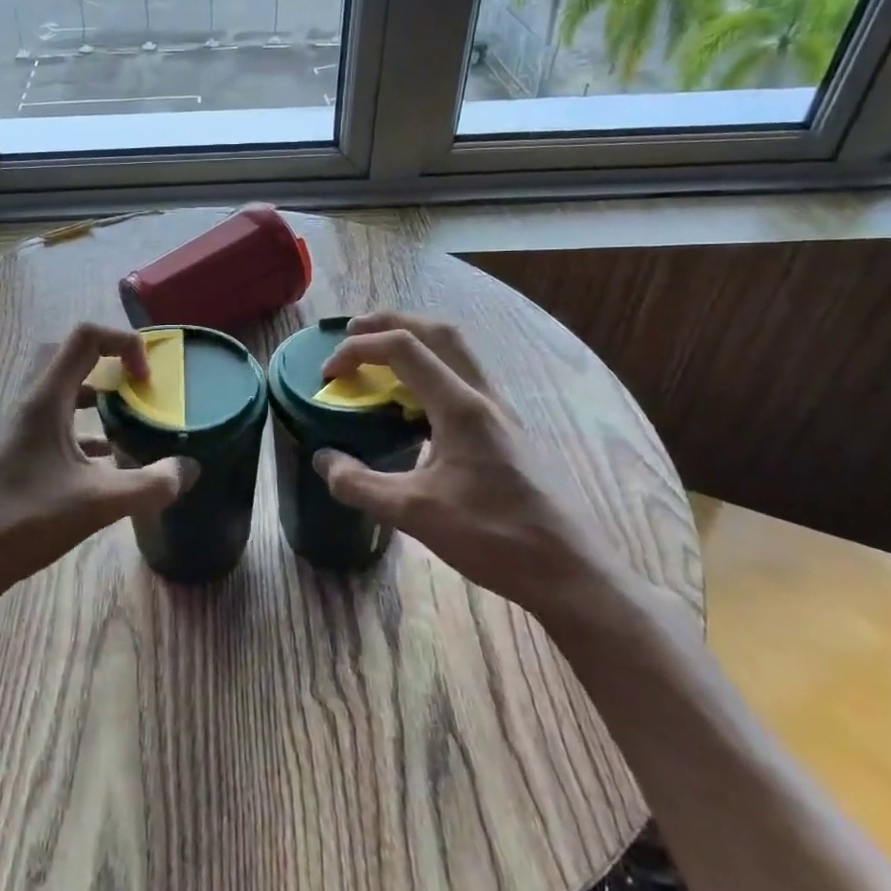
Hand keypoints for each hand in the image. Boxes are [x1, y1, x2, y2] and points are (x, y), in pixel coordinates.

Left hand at [0, 323, 197, 614]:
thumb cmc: (26, 520)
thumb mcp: (97, 503)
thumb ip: (149, 485)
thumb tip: (189, 469)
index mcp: (47, 399)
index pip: (85, 337)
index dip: (124, 343)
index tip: (147, 379)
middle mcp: (34, 403)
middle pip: (74, 356)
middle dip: (112, 361)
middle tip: (141, 387)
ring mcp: (25, 428)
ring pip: (66, 390)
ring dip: (100, 394)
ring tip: (133, 417)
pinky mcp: (23, 451)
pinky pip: (61, 422)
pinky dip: (88, 427)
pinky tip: (110, 458)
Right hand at [313, 311, 625, 614]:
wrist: (567, 569)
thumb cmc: (493, 536)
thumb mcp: (415, 515)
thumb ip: (361, 484)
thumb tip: (323, 460)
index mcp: (460, 406)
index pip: (403, 348)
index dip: (358, 348)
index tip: (328, 374)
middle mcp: (483, 396)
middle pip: (437, 332)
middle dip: (391, 321)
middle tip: (353, 331)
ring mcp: (501, 412)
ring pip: (457, 352)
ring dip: (415, 342)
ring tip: (380, 360)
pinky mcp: (506, 431)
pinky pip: (464, 380)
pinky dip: (431, 372)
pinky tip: (414, 408)